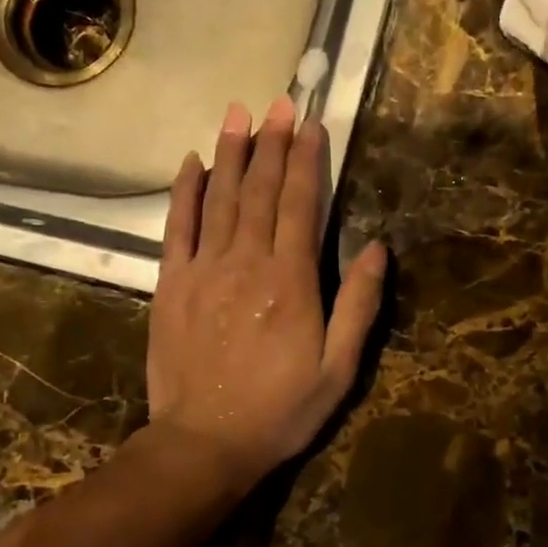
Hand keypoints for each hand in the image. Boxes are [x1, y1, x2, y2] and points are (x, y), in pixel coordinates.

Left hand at [148, 96, 386, 490]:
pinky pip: (177, 227)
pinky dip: (185, 191)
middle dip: (271, 144)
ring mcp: (203, 270)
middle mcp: (246, 263)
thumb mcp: (338, 369)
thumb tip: (376, 248)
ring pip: (219, 198)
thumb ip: (358, 306)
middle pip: (260, 191)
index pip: (301, 205)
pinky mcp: (171, 285)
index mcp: (291, 282)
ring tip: (239, 113)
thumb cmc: (280, 411)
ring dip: (230, 153)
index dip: (307, 161)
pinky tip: (191, 161)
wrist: (205, 443)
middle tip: (279, 103)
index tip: (312, 124)